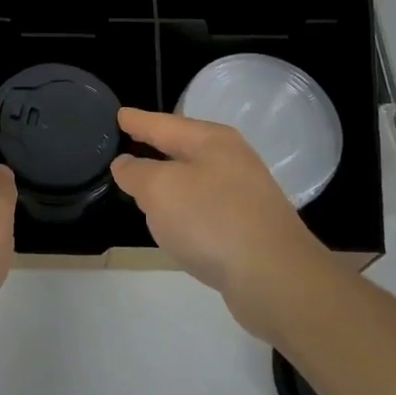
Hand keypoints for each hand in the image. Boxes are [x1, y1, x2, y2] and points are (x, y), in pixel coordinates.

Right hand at [112, 107, 319, 340]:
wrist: (277, 279)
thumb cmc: (212, 221)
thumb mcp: (160, 190)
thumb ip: (136, 173)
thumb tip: (125, 164)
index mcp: (211, 140)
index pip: (163, 123)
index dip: (138, 121)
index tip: (118, 114)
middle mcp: (231, 160)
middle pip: (182, 147)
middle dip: (156, 145)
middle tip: (129, 141)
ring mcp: (244, 194)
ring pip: (195, 178)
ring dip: (170, 180)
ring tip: (145, 184)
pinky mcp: (249, 227)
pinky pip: (205, 208)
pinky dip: (186, 209)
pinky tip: (176, 223)